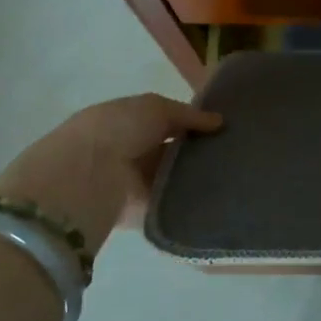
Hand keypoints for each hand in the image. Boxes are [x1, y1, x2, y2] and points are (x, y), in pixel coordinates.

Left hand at [0, 94, 222, 252]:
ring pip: (170, 178)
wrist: (87, 175)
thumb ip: (187, 114)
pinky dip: (188, 203)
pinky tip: (216, 200)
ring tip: (232, 178)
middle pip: (168, 151)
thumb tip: (218, 122)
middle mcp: (126, 151)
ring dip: (193, 178)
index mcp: (123, 121)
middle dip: (196, 152)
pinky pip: (169, 205)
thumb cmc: (117, 130)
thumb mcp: (154, 108)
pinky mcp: (137, 212)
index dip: (190, 124)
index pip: (162, 121)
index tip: (222, 129)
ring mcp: (131, 183)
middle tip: (233, 154)